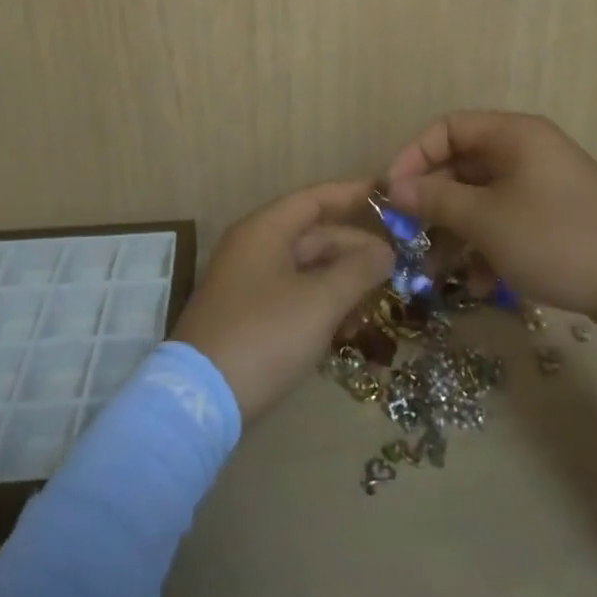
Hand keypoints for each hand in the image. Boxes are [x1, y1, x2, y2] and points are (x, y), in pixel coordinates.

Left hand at [173, 181, 393, 422]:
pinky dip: (322, 305)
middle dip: (354, 249)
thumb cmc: (265, 336)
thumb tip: (385, 251)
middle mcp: (254, 248)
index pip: (314, 199)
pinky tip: (348, 329)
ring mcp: (249, 284)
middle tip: (395, 266)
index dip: (352, 195)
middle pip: (313, 236)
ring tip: (377, 302)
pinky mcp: (249, 317)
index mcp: (265, 231)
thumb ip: (358, 270)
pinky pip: (295, 297)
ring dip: (342, 282)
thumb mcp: (320, 301)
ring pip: (306, 270)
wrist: (201, 401)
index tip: (388, 196)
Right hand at [384, 111, 596, 331]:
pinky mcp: (554, 219)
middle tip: (407, 237)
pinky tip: (480, 286)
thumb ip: (435, 199)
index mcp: (513, 135)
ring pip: (482, 201)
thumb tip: (394, 188)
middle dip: (432, 204)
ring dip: (456, 234)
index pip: (447, 128)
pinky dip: (487, 248)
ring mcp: (543, 187)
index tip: (391, 194)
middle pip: (462, 167)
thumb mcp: (486, 220)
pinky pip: (506, 222)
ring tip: (435, 274)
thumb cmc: (556, 238)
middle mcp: (527, 152)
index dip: (413, 156)